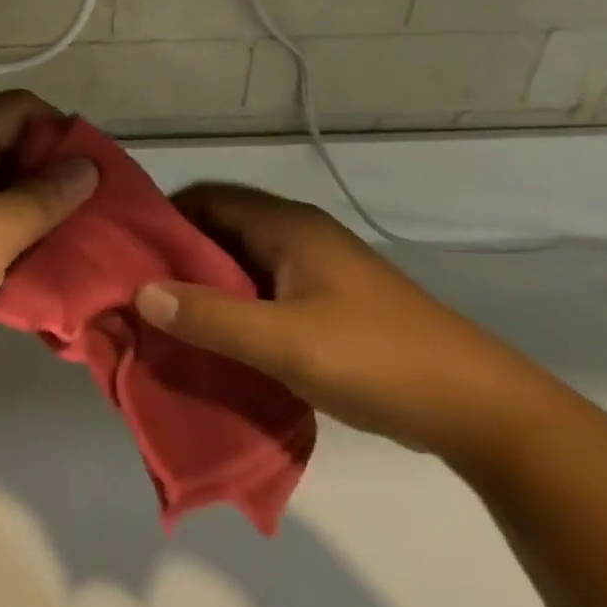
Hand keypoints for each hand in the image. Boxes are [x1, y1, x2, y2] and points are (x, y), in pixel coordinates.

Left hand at [0, 91, 98, 390]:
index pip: (20, 108)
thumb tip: (85, 165)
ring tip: (73, 247)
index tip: (94, 174)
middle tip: (93, 217)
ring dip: (31, 217)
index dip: (60, 131)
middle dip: (53, 179)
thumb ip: (45, 196)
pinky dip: (4, 244)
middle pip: (9, 150)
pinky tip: (32, 272)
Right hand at [134, 184, 550, 460]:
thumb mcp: (283, 342)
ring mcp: (315, 271)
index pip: (208, 198)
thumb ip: (209, 317)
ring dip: (204, 288)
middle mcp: (298, 237)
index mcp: (288, 226)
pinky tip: (213, 342)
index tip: (127, 252)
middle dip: (178, 258)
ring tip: (164, 320)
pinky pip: (261, 293)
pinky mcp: (326, 304)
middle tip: (137, 292)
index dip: (165, 218)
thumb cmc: (376, 359)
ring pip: (240, 265)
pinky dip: (232, 309)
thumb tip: (141, 292)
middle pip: (221, 230)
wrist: (479, 409)